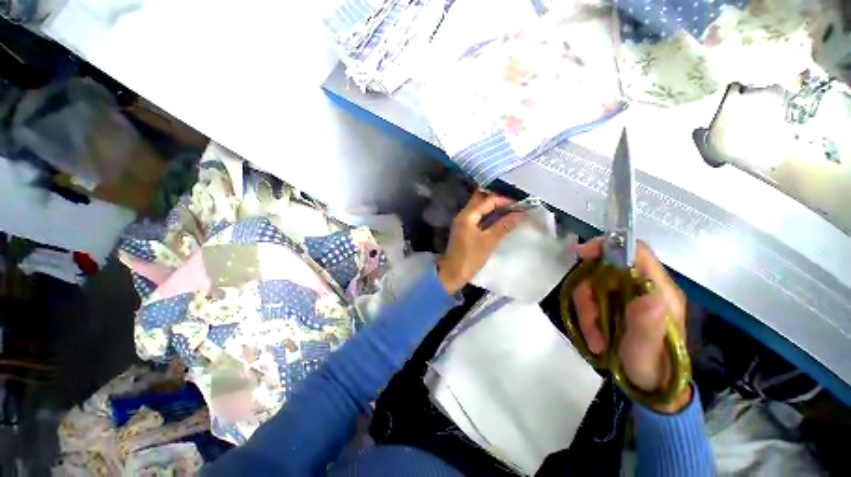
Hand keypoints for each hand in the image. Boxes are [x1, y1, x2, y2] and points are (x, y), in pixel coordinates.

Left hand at [437, 191, 523, 293]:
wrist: (453, 273)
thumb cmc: (470, 257)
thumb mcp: (489, 241)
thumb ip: (504, 226)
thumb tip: (520, 213)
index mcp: (467, 215)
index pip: (488, 201)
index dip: (504, 200)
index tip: (520, 204)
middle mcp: (463, 215)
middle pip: (481, 201)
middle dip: (498, 201)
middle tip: (514, 204)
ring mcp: (463, 222)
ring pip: (479, 209)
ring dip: (493, 208)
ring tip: (510, 211)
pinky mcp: (464, 230)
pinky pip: (478, 217)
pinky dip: (488, 216)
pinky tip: (499, 220)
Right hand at [573, 238, 690, 412]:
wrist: (649, 385)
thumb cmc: (653, 369)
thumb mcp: (647, 351)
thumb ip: (648, 326)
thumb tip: (649, 295)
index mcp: (660, 291)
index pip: (637, 253)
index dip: (609, 247)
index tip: (582, 254)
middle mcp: (643, 287)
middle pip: (604, 270)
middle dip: (588, 292)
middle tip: (588, 319)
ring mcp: (626, 296)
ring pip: (593, 285)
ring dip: (586, 310)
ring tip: (594, 337)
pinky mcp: (614, 304)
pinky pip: (590, 299)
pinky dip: (586, 315)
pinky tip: (593, 336)